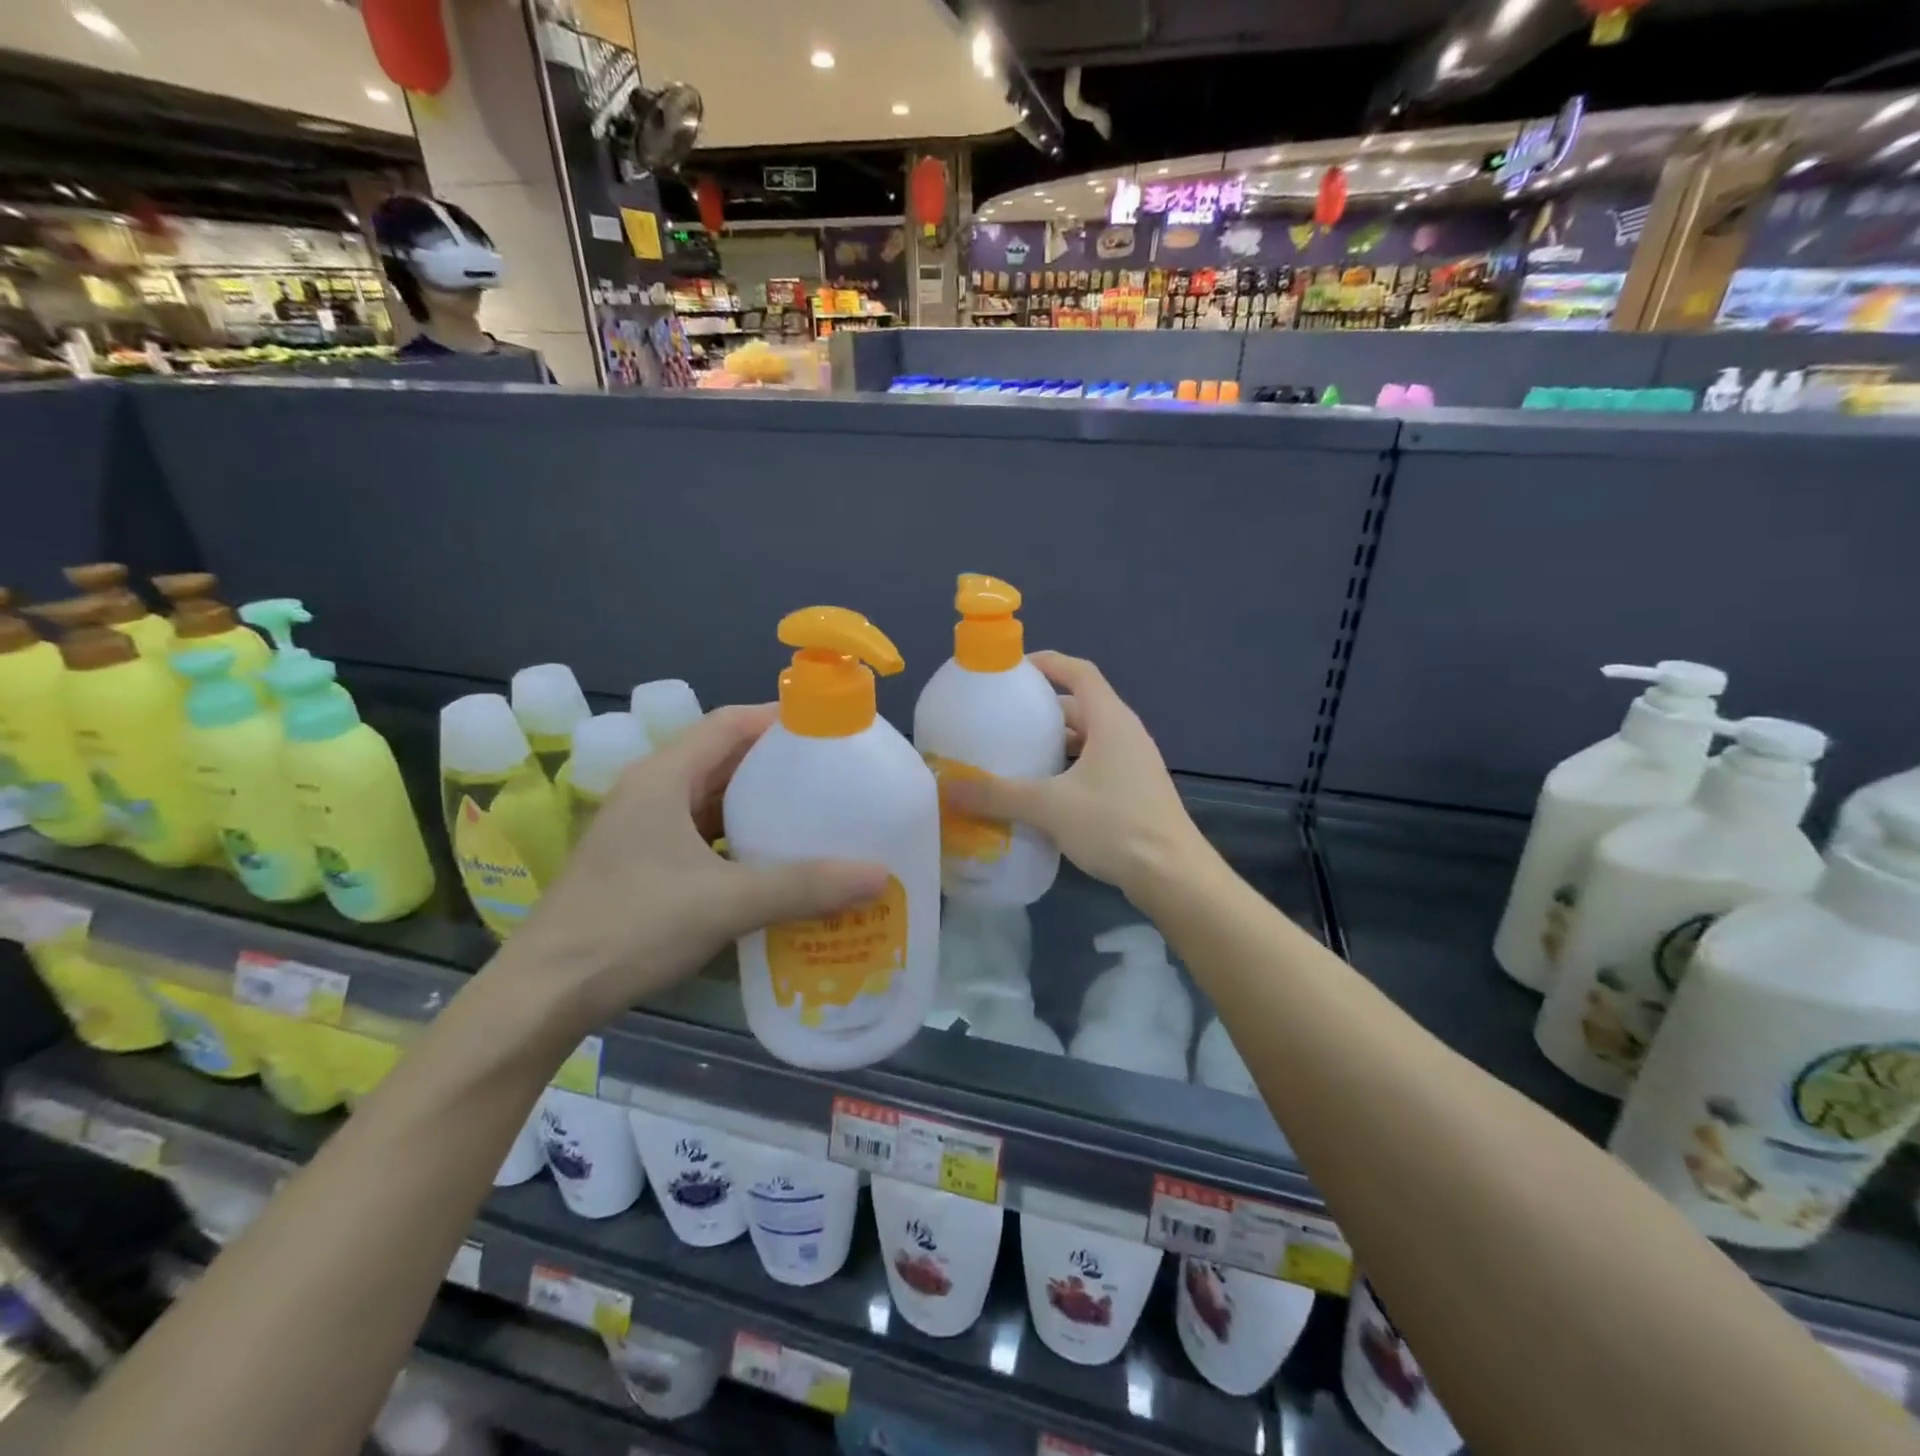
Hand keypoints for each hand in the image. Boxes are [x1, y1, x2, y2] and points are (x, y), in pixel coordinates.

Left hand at [499, 705, 887, 1031]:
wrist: (545, 994)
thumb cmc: (631, 927)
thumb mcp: (726, 902)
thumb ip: (803, 886)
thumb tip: (879, 875)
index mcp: (663, 777)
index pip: (729, 724)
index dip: (780, 719)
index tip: (831, 730)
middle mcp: (651, 791)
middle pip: (724, 758)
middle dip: (778, 764)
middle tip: (836, 776)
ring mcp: (643, 829)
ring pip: (712, 798)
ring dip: (758, 803)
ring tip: (814, 814)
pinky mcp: (642, 863)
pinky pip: (702, 833)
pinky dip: (739, 838)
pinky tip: (772, 860)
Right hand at [942, 651, 1208, 902]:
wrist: (1173, 876)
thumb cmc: (1115, 825)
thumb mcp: (1049, 806)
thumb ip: (998, 795)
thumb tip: (948, 788)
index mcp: (1110, 720)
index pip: (1079, 672)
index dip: (1047, 663)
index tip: (1012, 669)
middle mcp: (1125, 734)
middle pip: (1080, 706)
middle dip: (1042, 709)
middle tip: (1003, 718)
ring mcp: (1133, 764)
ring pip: (1087, 739)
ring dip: (1054, 742)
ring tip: (1015, 754)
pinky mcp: (1133, 792)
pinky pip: (1094, 765)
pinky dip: (1067, 769)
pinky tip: (1042, 792)